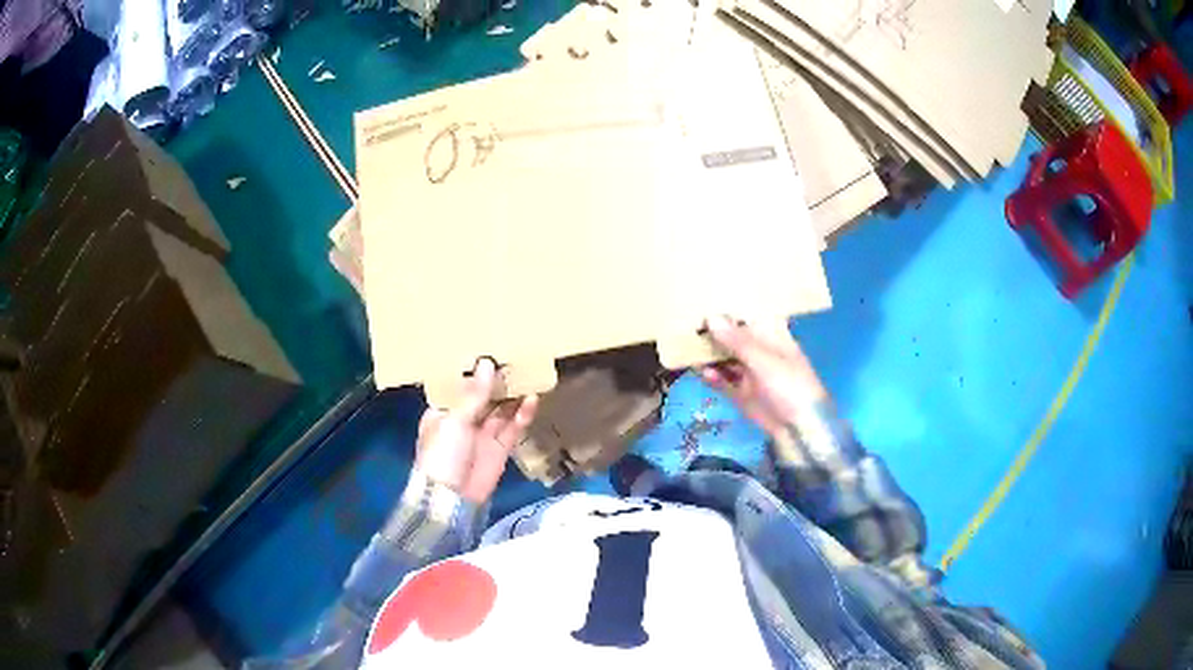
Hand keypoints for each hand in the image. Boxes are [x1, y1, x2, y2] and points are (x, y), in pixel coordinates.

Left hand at [416, 359, 538, 503]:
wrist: (451, 500)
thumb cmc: (443, 455)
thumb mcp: (455, 421)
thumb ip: (473, 394)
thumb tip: (486, 363)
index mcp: (442, 412)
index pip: (457, 386)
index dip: (472, 371)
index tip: (487, 349)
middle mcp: (462, 421)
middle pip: (482, 396)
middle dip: (496, 380)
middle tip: (513, 357)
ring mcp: (482, 435)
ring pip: (500, 410)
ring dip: (511, 395)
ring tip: (527, 373)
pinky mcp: (500, 449)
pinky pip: (513, 428)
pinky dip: (522, 415)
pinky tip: (532, 399)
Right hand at [699, 316, 828, 436]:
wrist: (799, 430)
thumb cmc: (791, 387)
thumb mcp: (765, 361)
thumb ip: (737, 341)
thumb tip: (710, 317)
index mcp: (773, 337)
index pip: (749, 316)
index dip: (729, 308)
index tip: (704, 298)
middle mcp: (760, 352)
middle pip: (733, 337)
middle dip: (713, 332)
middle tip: (686, 324)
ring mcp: (750, 373)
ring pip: (724, 359)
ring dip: (709, 355)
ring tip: (687, 349)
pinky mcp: (741, 394)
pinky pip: (722, 381)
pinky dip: (711, 377)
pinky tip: (702, 373)